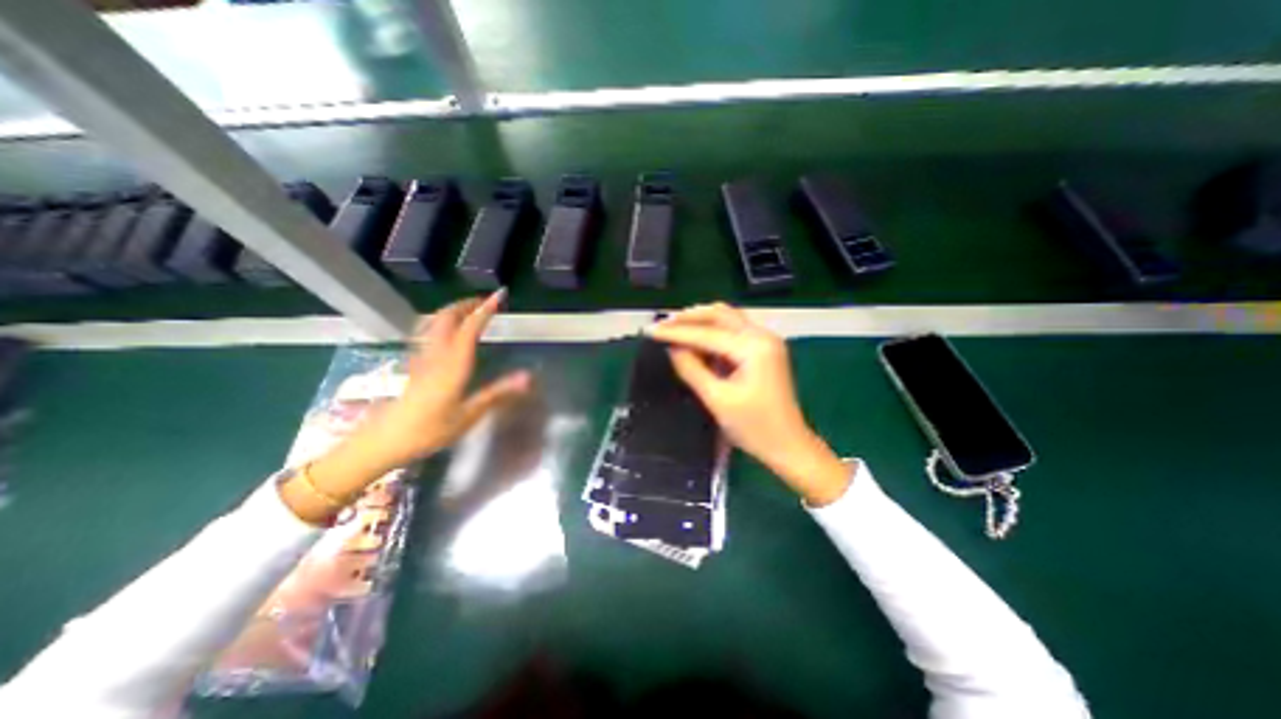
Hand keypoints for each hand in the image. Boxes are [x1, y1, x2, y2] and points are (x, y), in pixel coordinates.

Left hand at [287, 290, 527, 522]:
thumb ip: (498, 392)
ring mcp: (422, 357)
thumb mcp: (469, 414)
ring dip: (453, 310)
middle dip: (467, 304)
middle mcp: (436, 354)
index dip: (485, 309)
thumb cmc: (430, 430)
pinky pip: (429, 332)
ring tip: (470, 310)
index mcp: (453, 364)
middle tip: (486, 301)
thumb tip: (528, 377)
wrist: (385, 441)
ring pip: (435, 322)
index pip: (470, 328)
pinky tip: (448, 330)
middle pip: (447, 317)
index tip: (499, 295)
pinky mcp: (416, 363)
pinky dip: (442, 321)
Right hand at [652, 304, 848, 506]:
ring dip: (701, 322)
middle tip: (662, 326)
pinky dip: (713, 333)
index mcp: (754, 348)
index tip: (650, 331)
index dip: (676, 331)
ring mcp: (766, 341)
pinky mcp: (764, 350)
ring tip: (674, 330)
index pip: (708, 332)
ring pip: (727, 319)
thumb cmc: (755, 428)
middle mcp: (763, 336)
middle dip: (689, 318)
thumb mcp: (717, 399)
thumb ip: (692, 369)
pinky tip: (696, 342)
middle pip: (720, 314)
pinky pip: (734, 332)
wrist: (789, 446)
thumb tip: (672, 349)